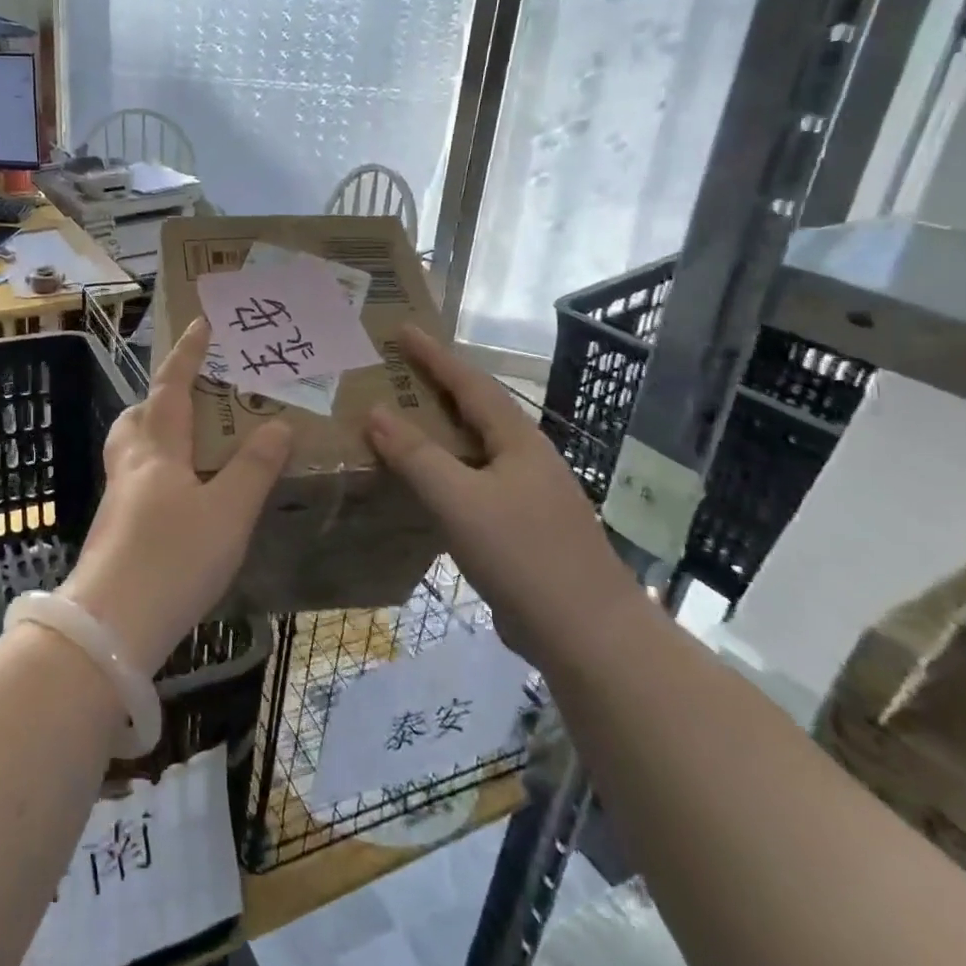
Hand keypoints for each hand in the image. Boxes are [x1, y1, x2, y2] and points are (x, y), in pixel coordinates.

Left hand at [60, 319, 291, 673]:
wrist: (111, 627)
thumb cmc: (173, 558)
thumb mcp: (228, 512)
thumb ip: (254, 468)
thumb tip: (278, 424)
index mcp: (157, 449)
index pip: (171, 386)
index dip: (187, 354)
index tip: (200, 324)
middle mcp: (131, 466)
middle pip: (137, 417)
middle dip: (159, 398)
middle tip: (191, 398)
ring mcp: (117, 500)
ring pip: (132, 451)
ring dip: (155, 436)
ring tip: (192, 448)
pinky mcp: (115, 532)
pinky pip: (136, 484)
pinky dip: (158, 475)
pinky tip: (183, 501)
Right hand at [364, 326, 638, 664]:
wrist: (589, 635)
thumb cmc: (525, 555)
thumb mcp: (460, 501)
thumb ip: (416, 456)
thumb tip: (375, 412)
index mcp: (518, 441)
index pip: (470, 383)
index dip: (434, 355)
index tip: (402, 330)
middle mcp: (526, 459)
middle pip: (475, 410)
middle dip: (436, 387)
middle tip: (394, 372)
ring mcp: (527, 495)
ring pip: (473, 449)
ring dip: (437, 431)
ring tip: (399, 422)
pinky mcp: (522, 528)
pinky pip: (472, 483)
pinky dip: (443, 471)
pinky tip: (422, 486)